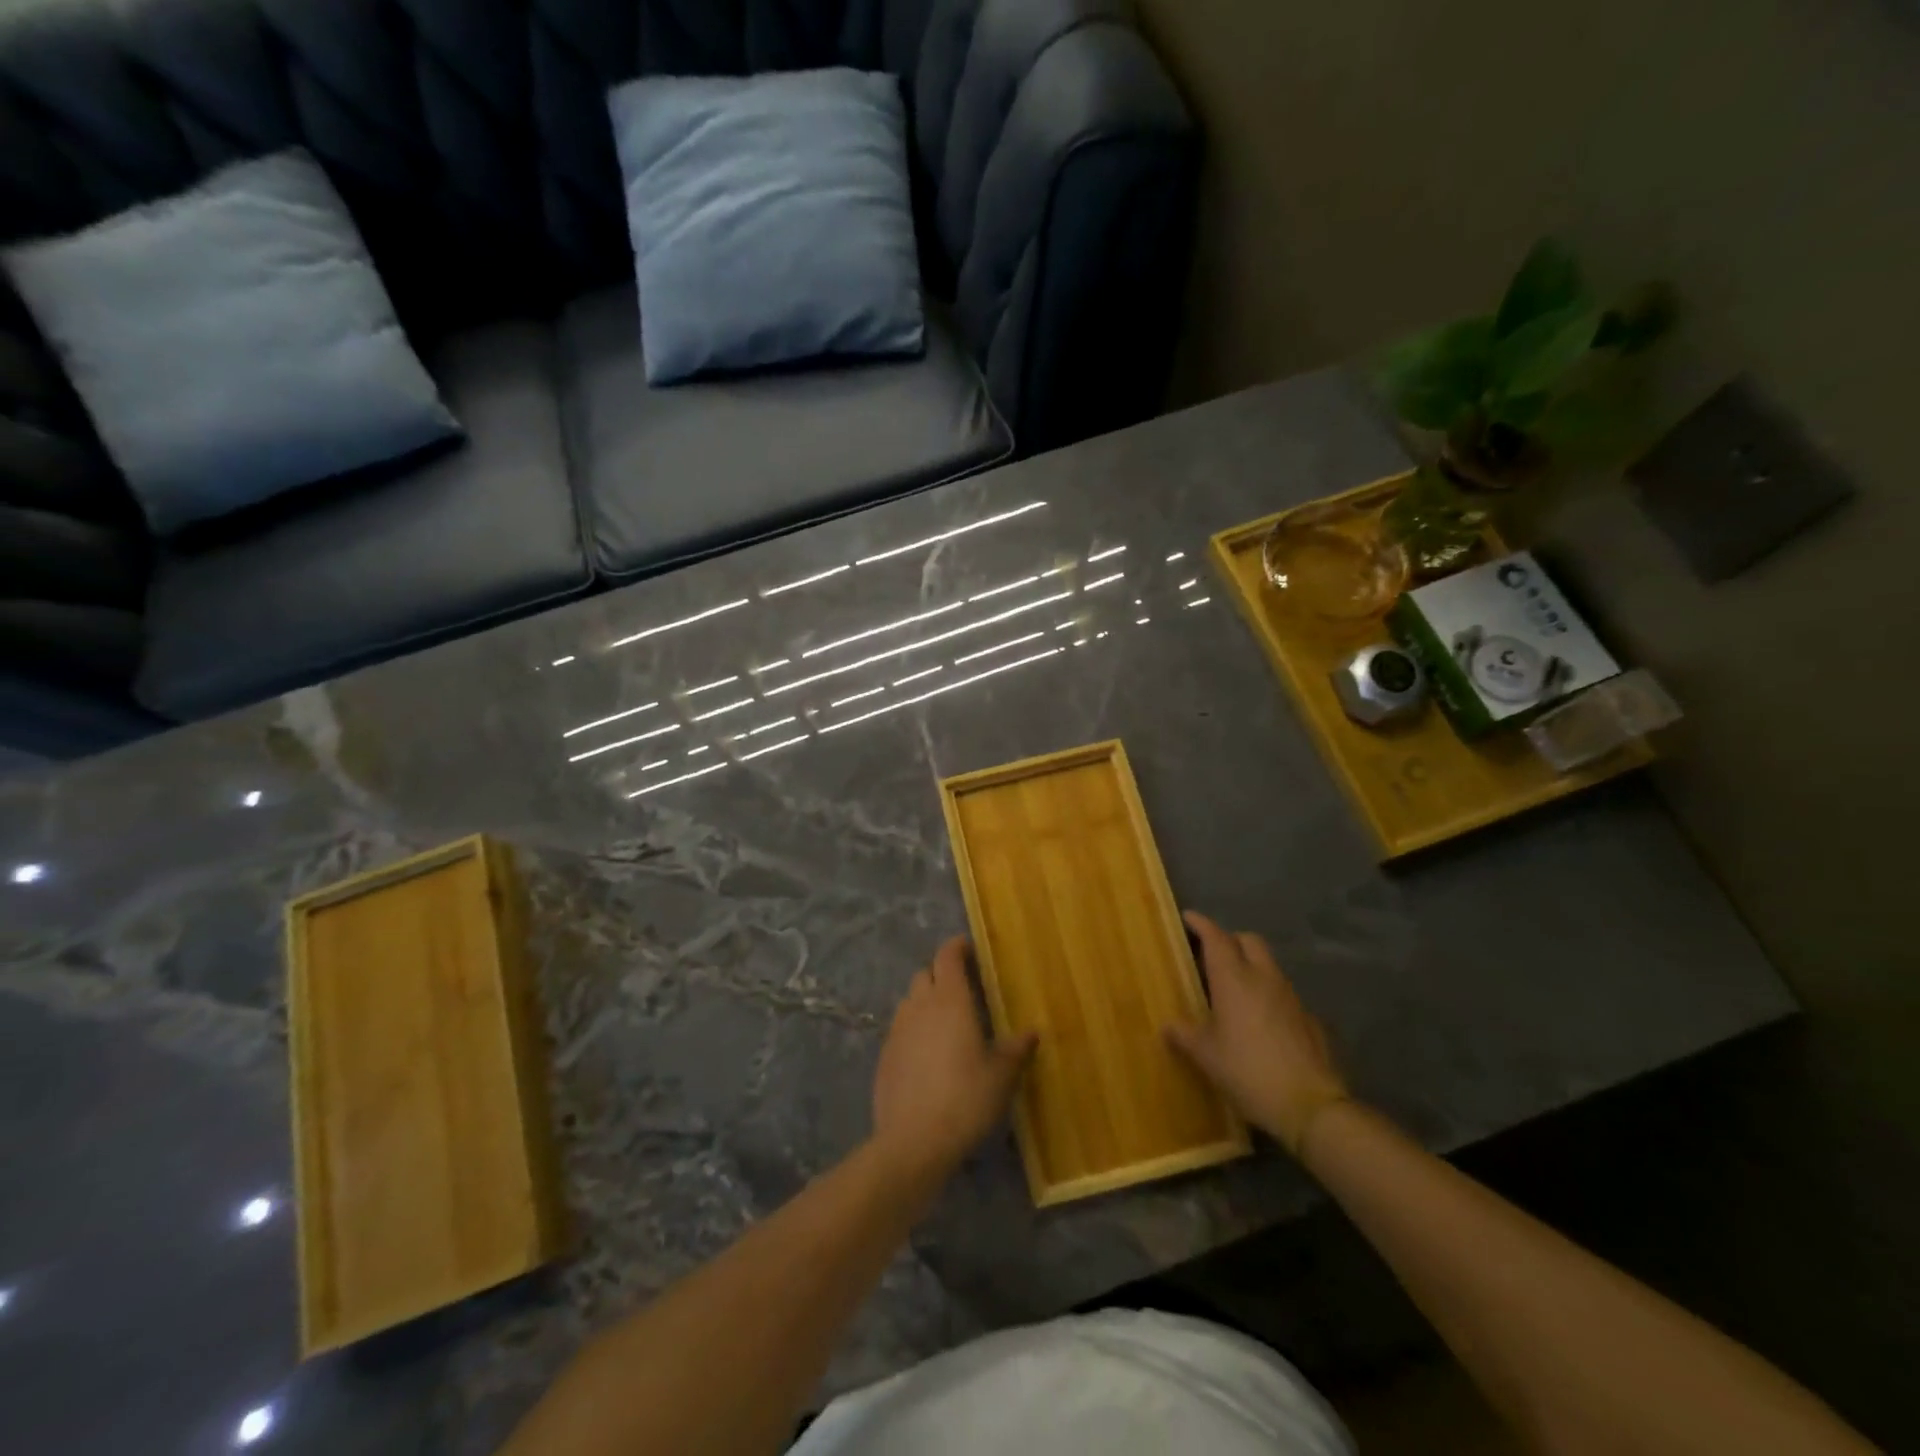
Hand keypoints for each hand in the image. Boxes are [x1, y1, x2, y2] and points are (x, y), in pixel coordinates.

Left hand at [870, 936, 1036, 1185]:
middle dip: (942, 974)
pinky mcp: (884, 1056)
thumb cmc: (966, 1098)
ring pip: (910, 1001)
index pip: (947, 956)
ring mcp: (897, 1030)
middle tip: (963, 990)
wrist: (913, 1141)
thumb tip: (1031, 1032)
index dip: (957, 947)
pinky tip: (927, 1056)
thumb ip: (1016, 1049)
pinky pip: (900, 1030)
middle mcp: (919, 1006)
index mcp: (950, 1000)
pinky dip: (914, 1030)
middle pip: (926, 974)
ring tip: (945, 1023)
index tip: (969, 949)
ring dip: (925, 1002)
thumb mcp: (1001, 1075)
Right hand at [1166, 911, 1349, 1156]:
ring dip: (1251, 965)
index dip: (1201, 924)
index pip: (1216, 938)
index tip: (1188, 917)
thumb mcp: (1207, 1057)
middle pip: (1248, 941)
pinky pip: (1284, 993)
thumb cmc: (1248, 1072)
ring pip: (1269, 965)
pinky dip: (1268, 994)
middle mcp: (1264, 978)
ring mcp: (1291, 997)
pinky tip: (1261, 1020)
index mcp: (1234, 980)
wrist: (1311, 1106)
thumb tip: (1168, 1026)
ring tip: (1234, 987)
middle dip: (1230, 939)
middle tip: (1211, 953)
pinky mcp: (1309, 1018)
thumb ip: (1185, 1035)